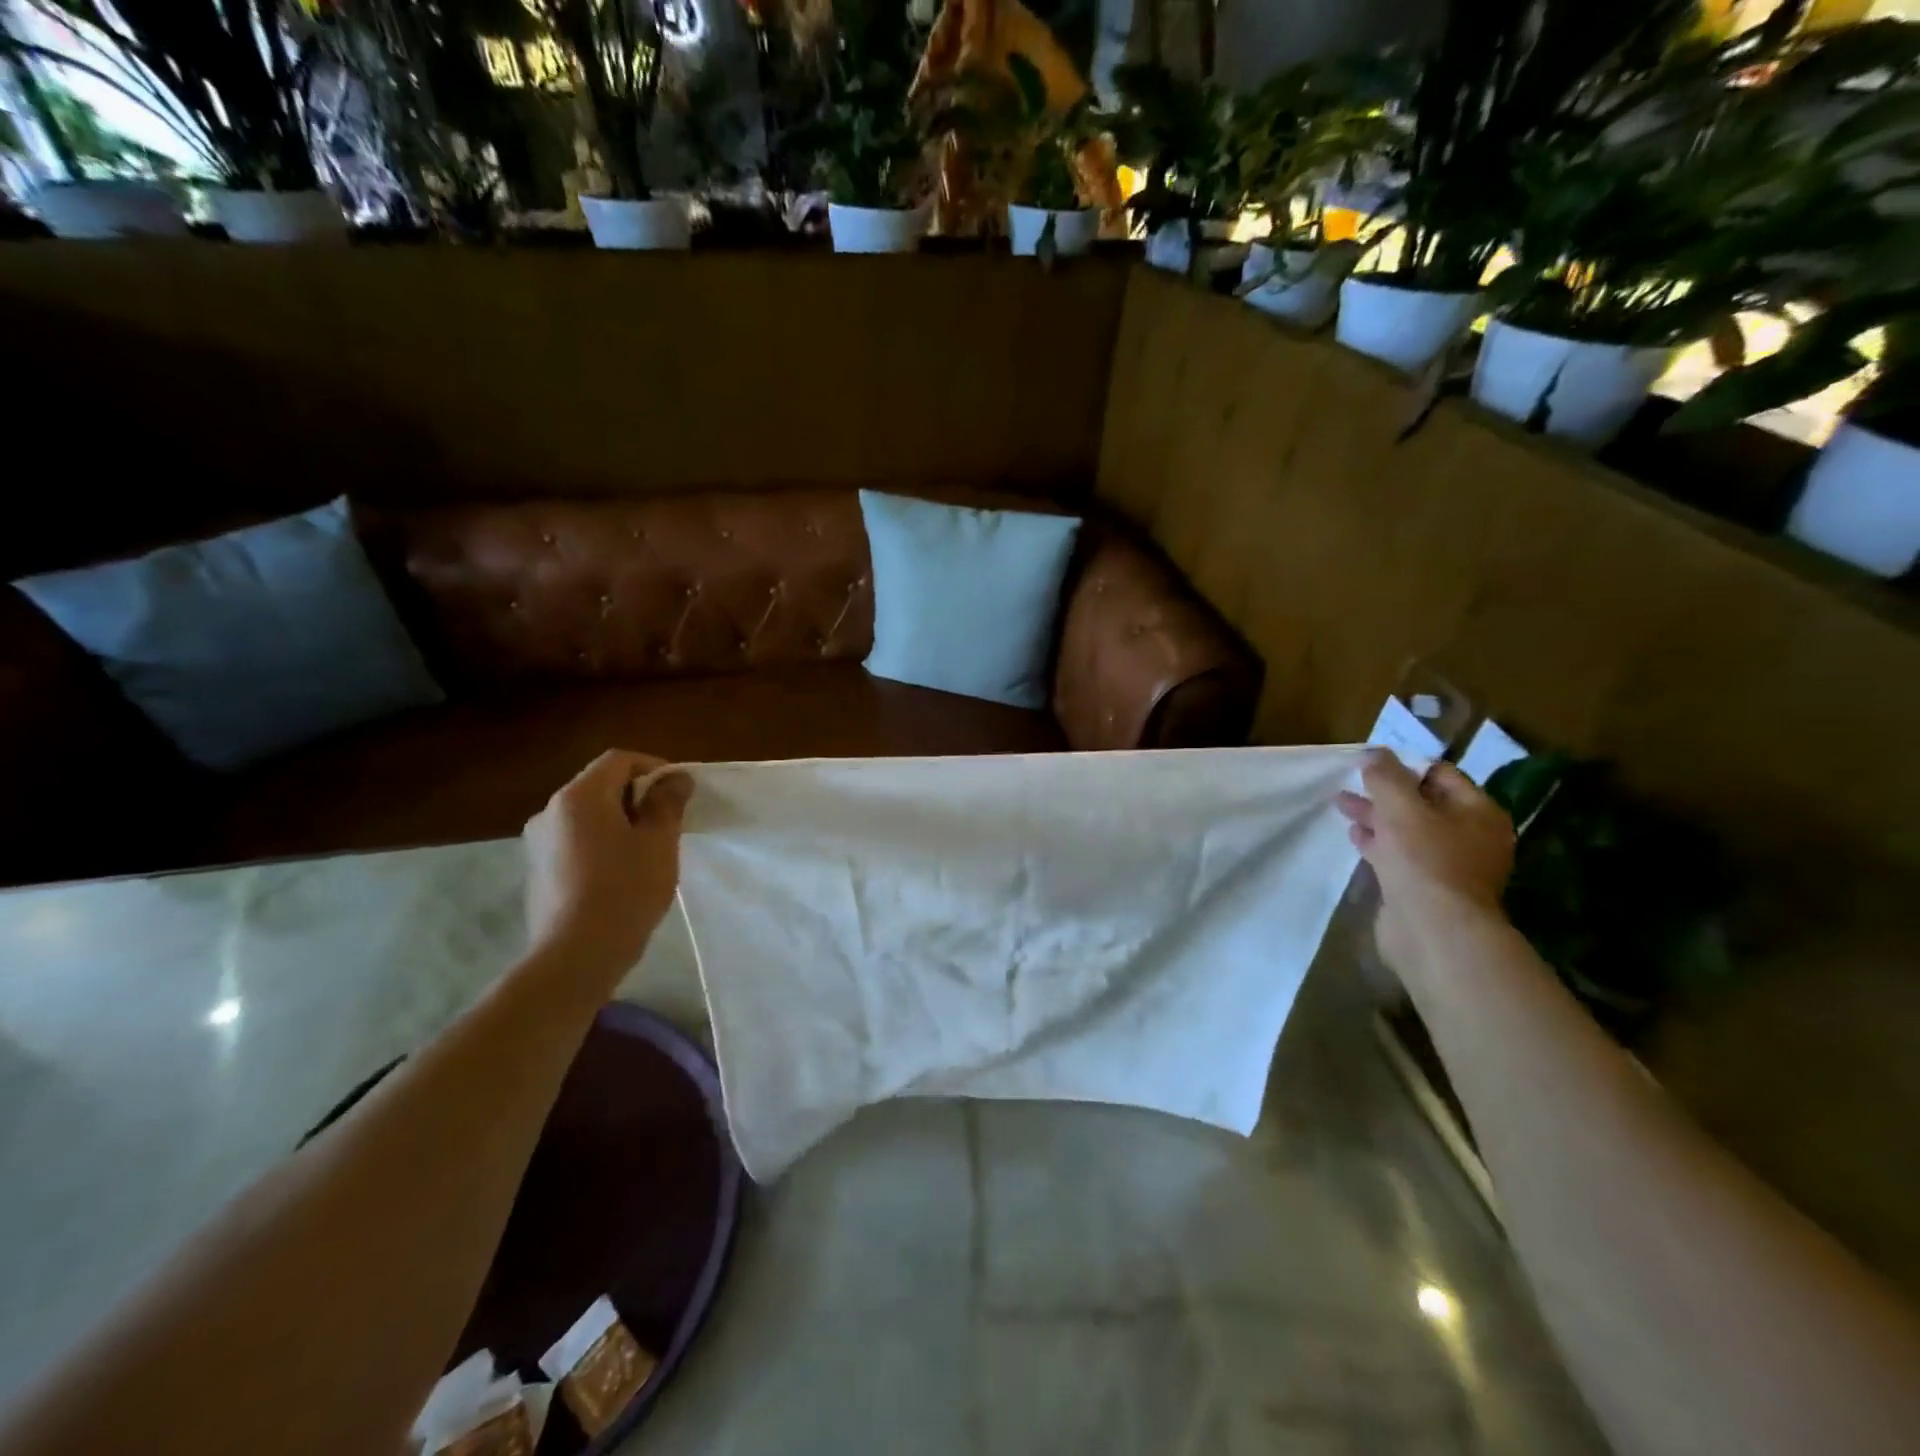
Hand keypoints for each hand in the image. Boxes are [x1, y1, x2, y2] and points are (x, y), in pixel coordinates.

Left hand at [523, 751, 692, 985]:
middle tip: (668, 824)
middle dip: (637, 797)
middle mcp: (550, 811)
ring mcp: (538, 843)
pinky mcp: (537, 872)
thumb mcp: (659, 842)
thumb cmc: (625, 890)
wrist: (575, 956)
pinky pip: (574, 842)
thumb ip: (667, 803)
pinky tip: (619, 876)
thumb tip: (675, 779)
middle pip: (600, 786)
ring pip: (587, 817)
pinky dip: (600, 845)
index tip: (679, 793)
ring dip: (619, 823)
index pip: (619, 760)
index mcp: (579, 797)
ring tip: (647, 852)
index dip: (654, 768)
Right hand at [1335, 749, 1515, 980]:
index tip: (1371, 763)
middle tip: (1351, 782)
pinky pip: (1400, 856)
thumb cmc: (1425, 860)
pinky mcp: (1426, 888)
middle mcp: (1470, 836)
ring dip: (1376, 816)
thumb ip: (1386, 777)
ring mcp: (1448, 865)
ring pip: (1408, 830)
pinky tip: (1355, 835)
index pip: (1441, 774)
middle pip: (1423, 802)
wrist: (1433, 931)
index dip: (1405, 765)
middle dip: (1385, 791)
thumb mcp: (1401, 808)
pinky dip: (1377, 842)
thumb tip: (1374, 753)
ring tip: (1341, 804)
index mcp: (1478, 812)